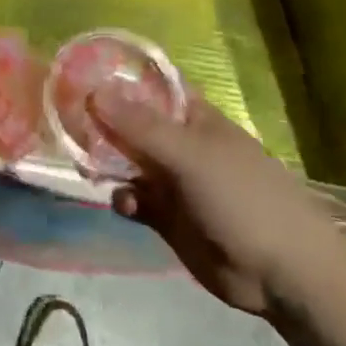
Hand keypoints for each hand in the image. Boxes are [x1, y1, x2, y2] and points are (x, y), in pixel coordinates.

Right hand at [99, 91, 345, 318]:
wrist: (283, 274)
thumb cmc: (243, 197)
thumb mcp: (189, 155)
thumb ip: (140, 126)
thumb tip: (93, 89)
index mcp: (191, 117)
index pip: (149, 85)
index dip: (116, 76)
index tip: (77, 71)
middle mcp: (178, 142)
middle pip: (129, 123)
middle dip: (99, 120)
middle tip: (61, 118)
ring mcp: (172, 180)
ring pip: (126, 161)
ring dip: (105, 161)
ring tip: (83, 163)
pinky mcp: (166, 216)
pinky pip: (133, 198)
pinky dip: (123, 198)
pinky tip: (123, 204)